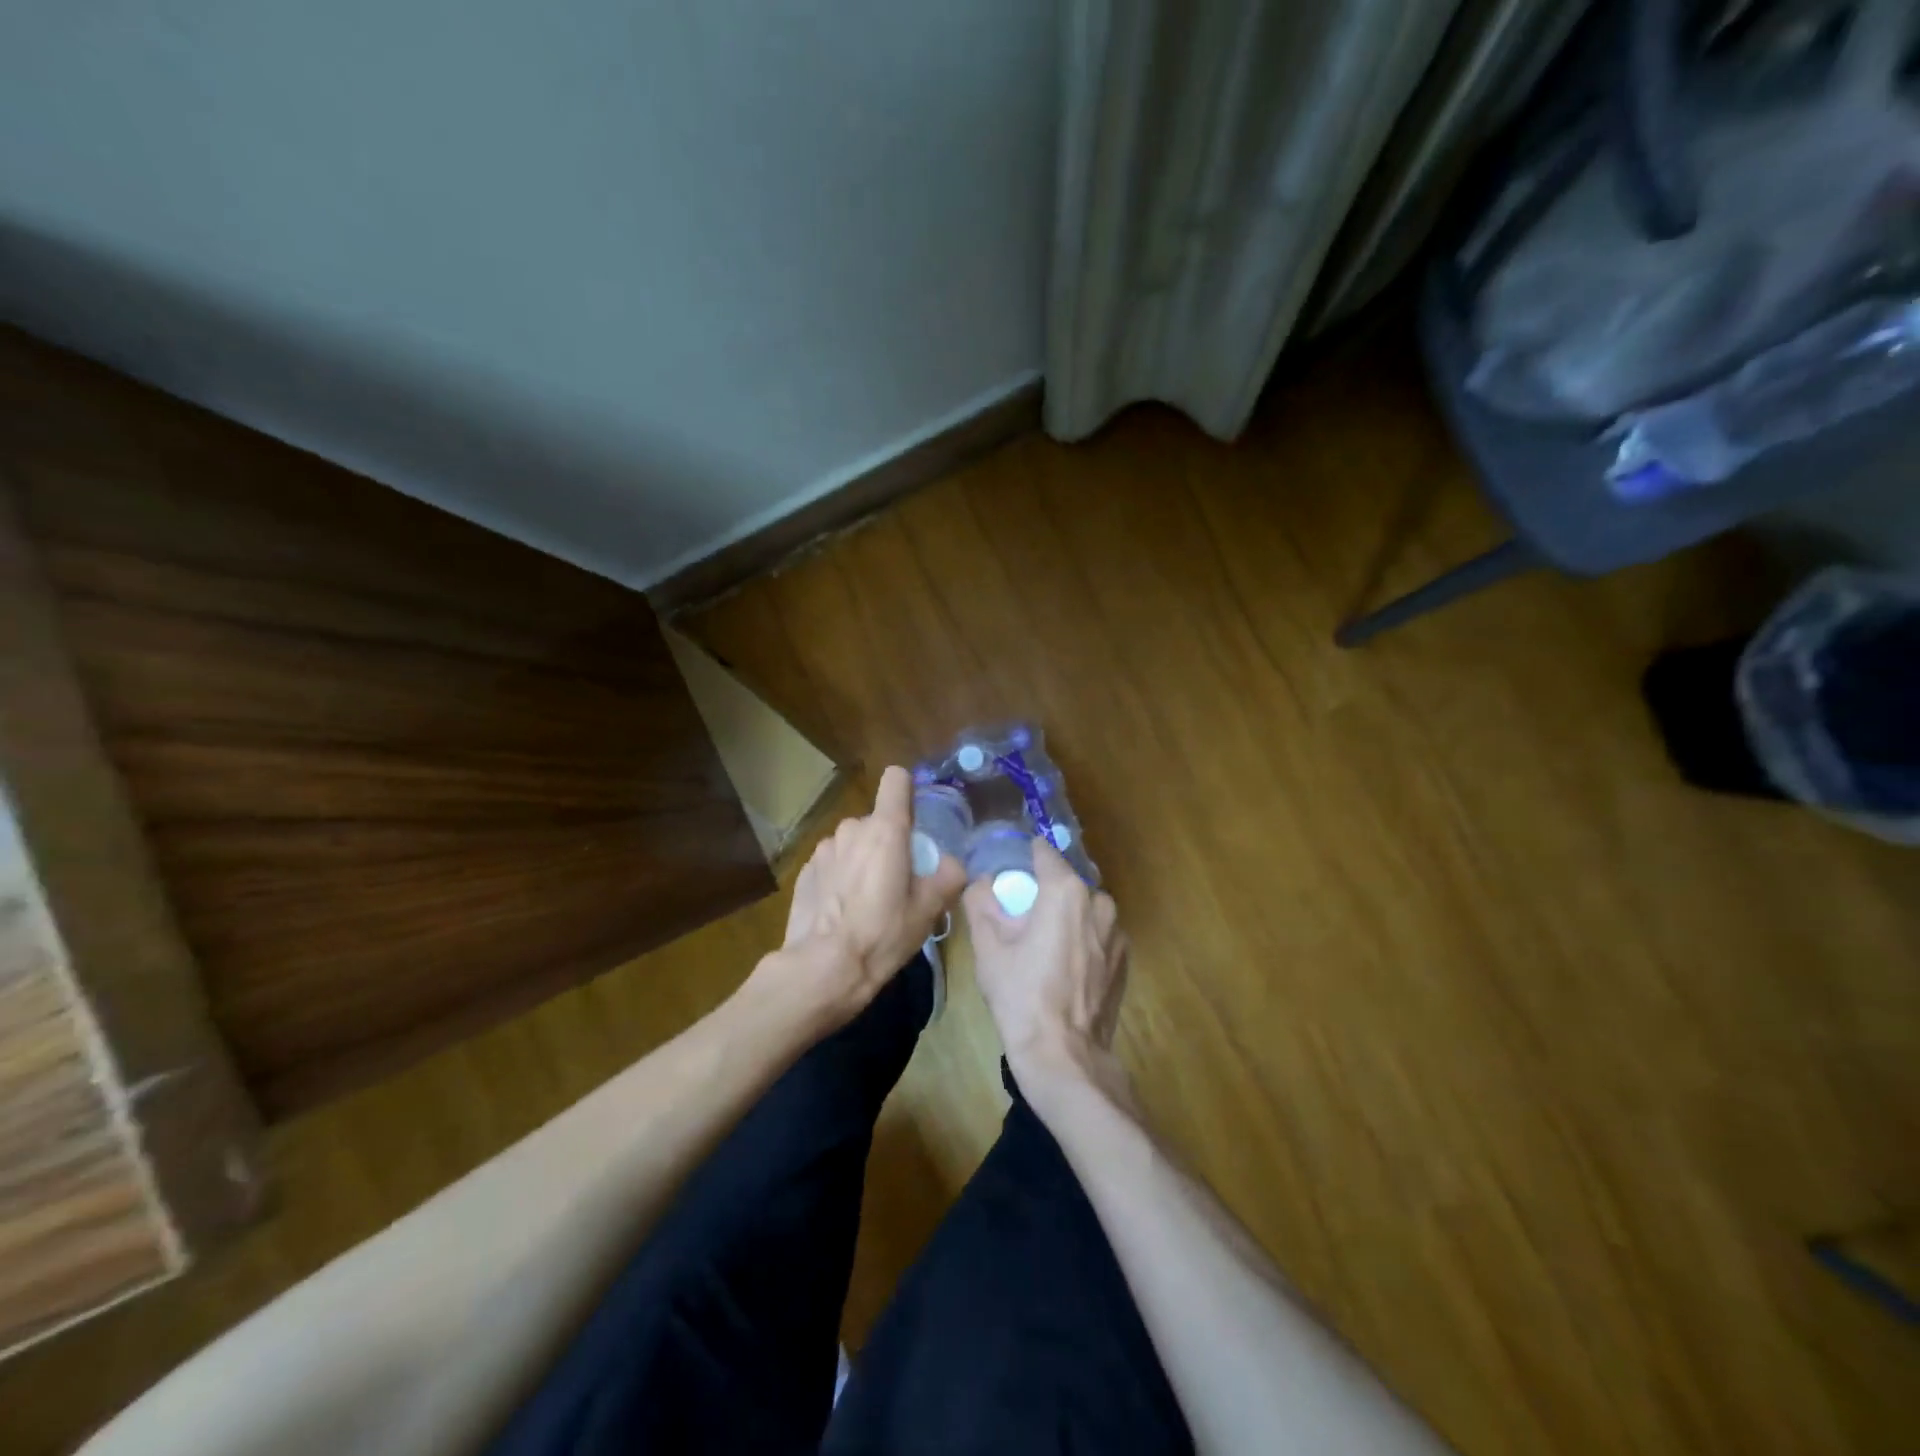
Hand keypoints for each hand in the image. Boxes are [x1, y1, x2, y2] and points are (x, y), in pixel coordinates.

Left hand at [772, 765, 965, 1027]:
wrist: (823, 968)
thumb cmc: (882, 934)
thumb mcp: (928, 911)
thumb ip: (948, 877)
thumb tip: (951, 864)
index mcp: (885, 830)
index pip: (896, 780)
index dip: (907, 792)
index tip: (914, 820)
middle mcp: (851, 829)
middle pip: (877, 821)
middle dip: (888, 843)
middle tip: (897, 883)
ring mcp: (824, 849)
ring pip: (853, 843)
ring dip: (862, 860)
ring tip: (867, 901)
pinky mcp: (805, 870)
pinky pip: (832, 863)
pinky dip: (840, 877)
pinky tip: (842, 911)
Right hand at [964, 841, 1129, 1095]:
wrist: (1063, 1055)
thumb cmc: (1021, 996)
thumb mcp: (988, 948)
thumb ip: (980, 902)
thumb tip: (981, 882)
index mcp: (1066, 891)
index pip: (1044, 853)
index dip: (1025, 857)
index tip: (1010, 869)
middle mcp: (1098, 902)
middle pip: (1066, 883)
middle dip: (1045, 892)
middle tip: (1020, 917)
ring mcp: (1117, 932)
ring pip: (1085, 909)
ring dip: (1066, 917)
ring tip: (1042, 945)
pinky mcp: (1124, 959)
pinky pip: (1098, 934)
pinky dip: (1081, 939)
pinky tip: (1063, 967)